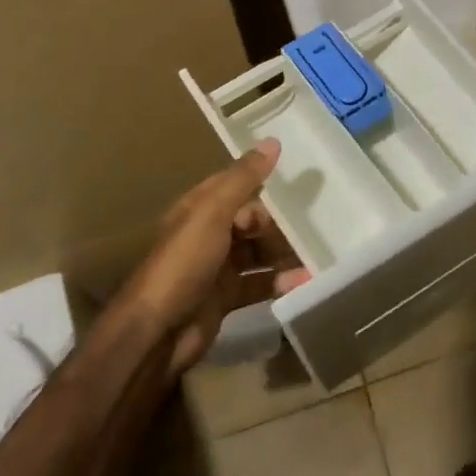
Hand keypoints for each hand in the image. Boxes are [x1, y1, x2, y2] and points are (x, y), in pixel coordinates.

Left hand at [125, 141, 310, 375]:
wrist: (156, 334)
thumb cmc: (183, 264)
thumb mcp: (212, 213)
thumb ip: (243, 179)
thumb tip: (273, 142)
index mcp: (199, 209)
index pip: (237, 187)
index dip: (265, 183)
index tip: (300, 185)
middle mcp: (208, 234)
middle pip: (251, 221)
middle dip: (281, 223)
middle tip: (317, 224)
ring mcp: (216, 268)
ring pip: (258, 253)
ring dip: (284, 253)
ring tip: (318, 253)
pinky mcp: (225, 299)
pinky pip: (259, 284)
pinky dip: (280, 282)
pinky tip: (303, 282)